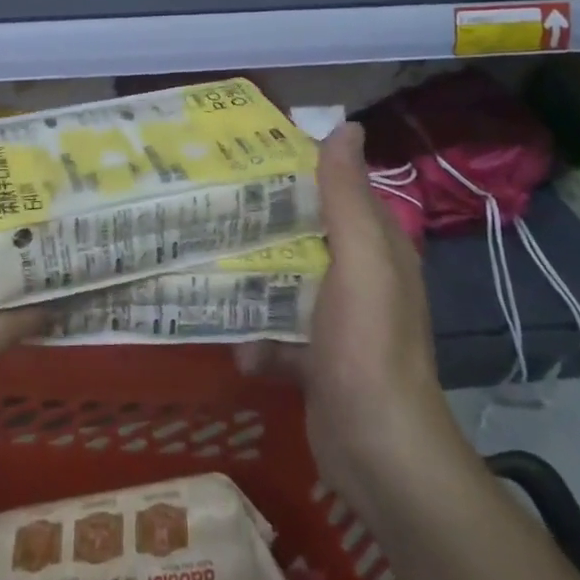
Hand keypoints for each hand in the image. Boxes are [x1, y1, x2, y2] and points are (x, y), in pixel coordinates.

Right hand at [238, 122, 465, 507]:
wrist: (377, 453)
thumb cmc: (368, 347)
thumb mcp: (360, 262)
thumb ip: (348, 198)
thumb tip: (346, 126)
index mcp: (375, 246)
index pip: (336, 188)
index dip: (298, 165)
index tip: (246, 150)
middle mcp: (358, 276)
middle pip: (303, 231)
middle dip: (263, 217)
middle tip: (209, 198)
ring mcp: (336, 320)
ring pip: (285, 278)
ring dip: (251, 274)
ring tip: (202, 255)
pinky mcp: (314, 358)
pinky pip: (276, 330)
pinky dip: (255, 334)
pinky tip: (232, 340)